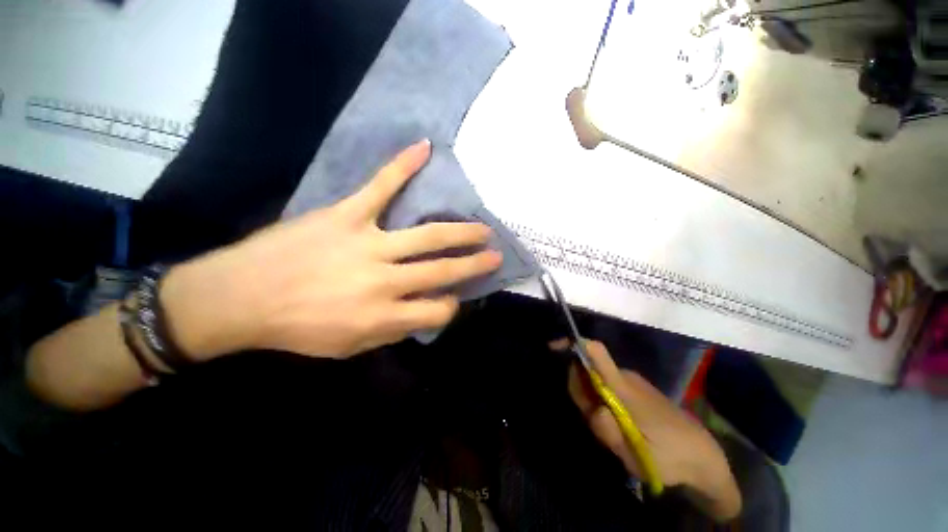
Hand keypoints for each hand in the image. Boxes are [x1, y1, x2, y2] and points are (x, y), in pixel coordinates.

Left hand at [163, 139, 501, 359]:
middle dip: (474, 265)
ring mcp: (368, 242)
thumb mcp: (349, 346)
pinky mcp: (346, 215)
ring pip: (428, 235)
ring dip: (461, 231)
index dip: (451, 306)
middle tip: (494, 256)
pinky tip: (425, 149)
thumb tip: (422, 313)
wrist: (238, 298)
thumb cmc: (296, 328)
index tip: (452, 299)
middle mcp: (385, 279)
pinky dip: (402, 166)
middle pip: (443, 270)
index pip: (437, 310)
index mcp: (383, 315)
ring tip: (483, 229)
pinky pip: (381, 186)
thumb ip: (392, 331)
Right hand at [558, 339, 740, 520]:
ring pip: (595, 381)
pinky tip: (617, 425)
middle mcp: (625, 378)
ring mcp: (631, 382)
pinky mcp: (634, 389)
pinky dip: (600, 401)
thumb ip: (611, 434)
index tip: (553, 347)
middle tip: (597, 424)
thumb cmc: (671, 457)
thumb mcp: (638, 457)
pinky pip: (605, 386)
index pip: (597, 352)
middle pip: (587, 371)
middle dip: (580, 392)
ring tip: (613, 432)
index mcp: (624, 388)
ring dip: (591, 401)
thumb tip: (592, 409)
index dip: (574, 344)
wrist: (704, 456)